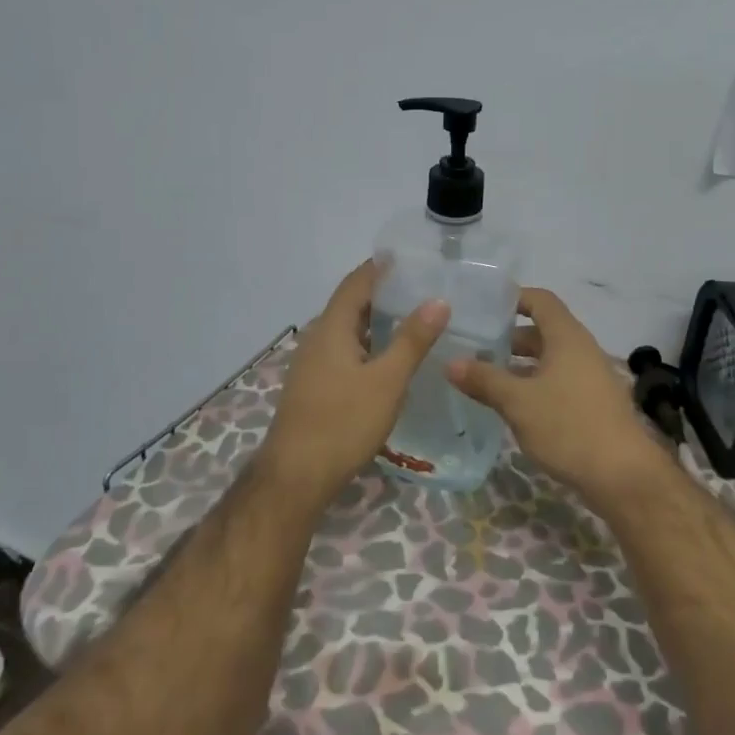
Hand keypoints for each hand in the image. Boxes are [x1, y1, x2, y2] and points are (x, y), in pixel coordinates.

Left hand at [260, 261, 449, 502]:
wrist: (296, 477)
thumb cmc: (343, 423)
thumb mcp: (387, 381)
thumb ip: (412, 340)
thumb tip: (438, 300)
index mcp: (331, 328)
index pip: (357, 282)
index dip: (381, 266)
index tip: (412, 257)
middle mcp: (317, 338)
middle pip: (351, 304)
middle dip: (384, 293)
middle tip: (423, 288)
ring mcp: (313, 364)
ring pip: (349, 330)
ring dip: (378, 321)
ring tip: (415, 319)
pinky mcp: (315, 386)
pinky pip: (345, 351)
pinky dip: (369, 345)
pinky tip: (391, 359)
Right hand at [446, 287, 671, 505]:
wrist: (623, 474)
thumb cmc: (568, 426)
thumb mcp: (518, 402)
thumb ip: (484, 380)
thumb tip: (450, 362)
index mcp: (567, 337)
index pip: (540, 300)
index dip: (513, 298)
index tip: (483, 307)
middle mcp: (581, 349)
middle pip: (543, 330)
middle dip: (508, 337)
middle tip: (474, 346)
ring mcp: (590, 377)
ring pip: (549, 359)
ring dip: (519, 364)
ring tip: (484, 376)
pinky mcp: (592, 402)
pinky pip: (558, 380)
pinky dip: (534, 384)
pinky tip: (511, 404)